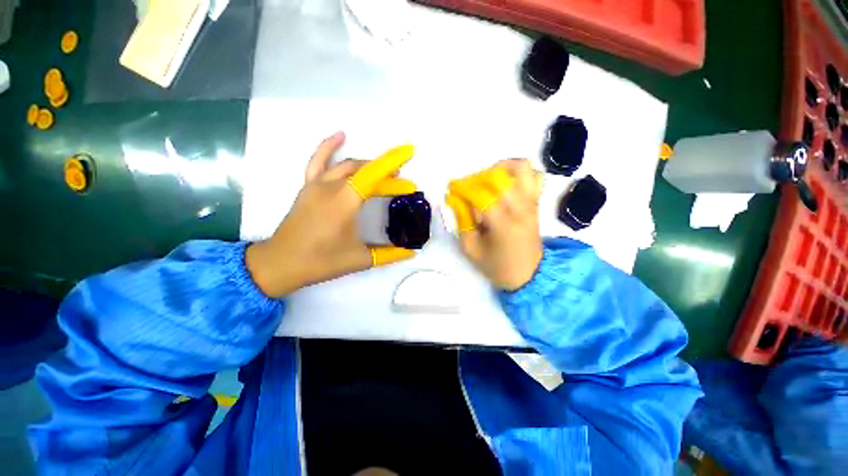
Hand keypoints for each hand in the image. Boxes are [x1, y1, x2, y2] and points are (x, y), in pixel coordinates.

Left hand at [246, 132, 417, 297]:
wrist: (281, 263)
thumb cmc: (322, 261)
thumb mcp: (360, 259)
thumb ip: (389, 255)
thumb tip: (411, 253)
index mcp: (345, 202)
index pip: (373, 175)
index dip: (392, 163)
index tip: (408, 153)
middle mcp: (331, 187)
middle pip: (364, 170)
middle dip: (386, 173)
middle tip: (402, 184)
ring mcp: (316, 185)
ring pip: (346, 164)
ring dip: (367, 164)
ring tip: (384, 169)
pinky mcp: (307, 187)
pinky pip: (318, 161)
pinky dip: (329, 147)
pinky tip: (340, 136)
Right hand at [446, 159, 542, 290]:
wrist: (528, 275)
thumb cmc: (496, 265)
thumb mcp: (471, 249)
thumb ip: (462, 222)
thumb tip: (456, 199)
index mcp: (503, 224)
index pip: (481, 194)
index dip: (463, 188)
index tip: (452, 189)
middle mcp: (520, 209)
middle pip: (499, 177)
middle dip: (478, 177)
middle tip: (468, 187)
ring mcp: (531, 204)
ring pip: (522, 169)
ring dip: (501, 168)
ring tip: (488, 178)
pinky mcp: (536, 203)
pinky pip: (535, 177)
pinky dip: (520, 173)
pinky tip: (506, 182)